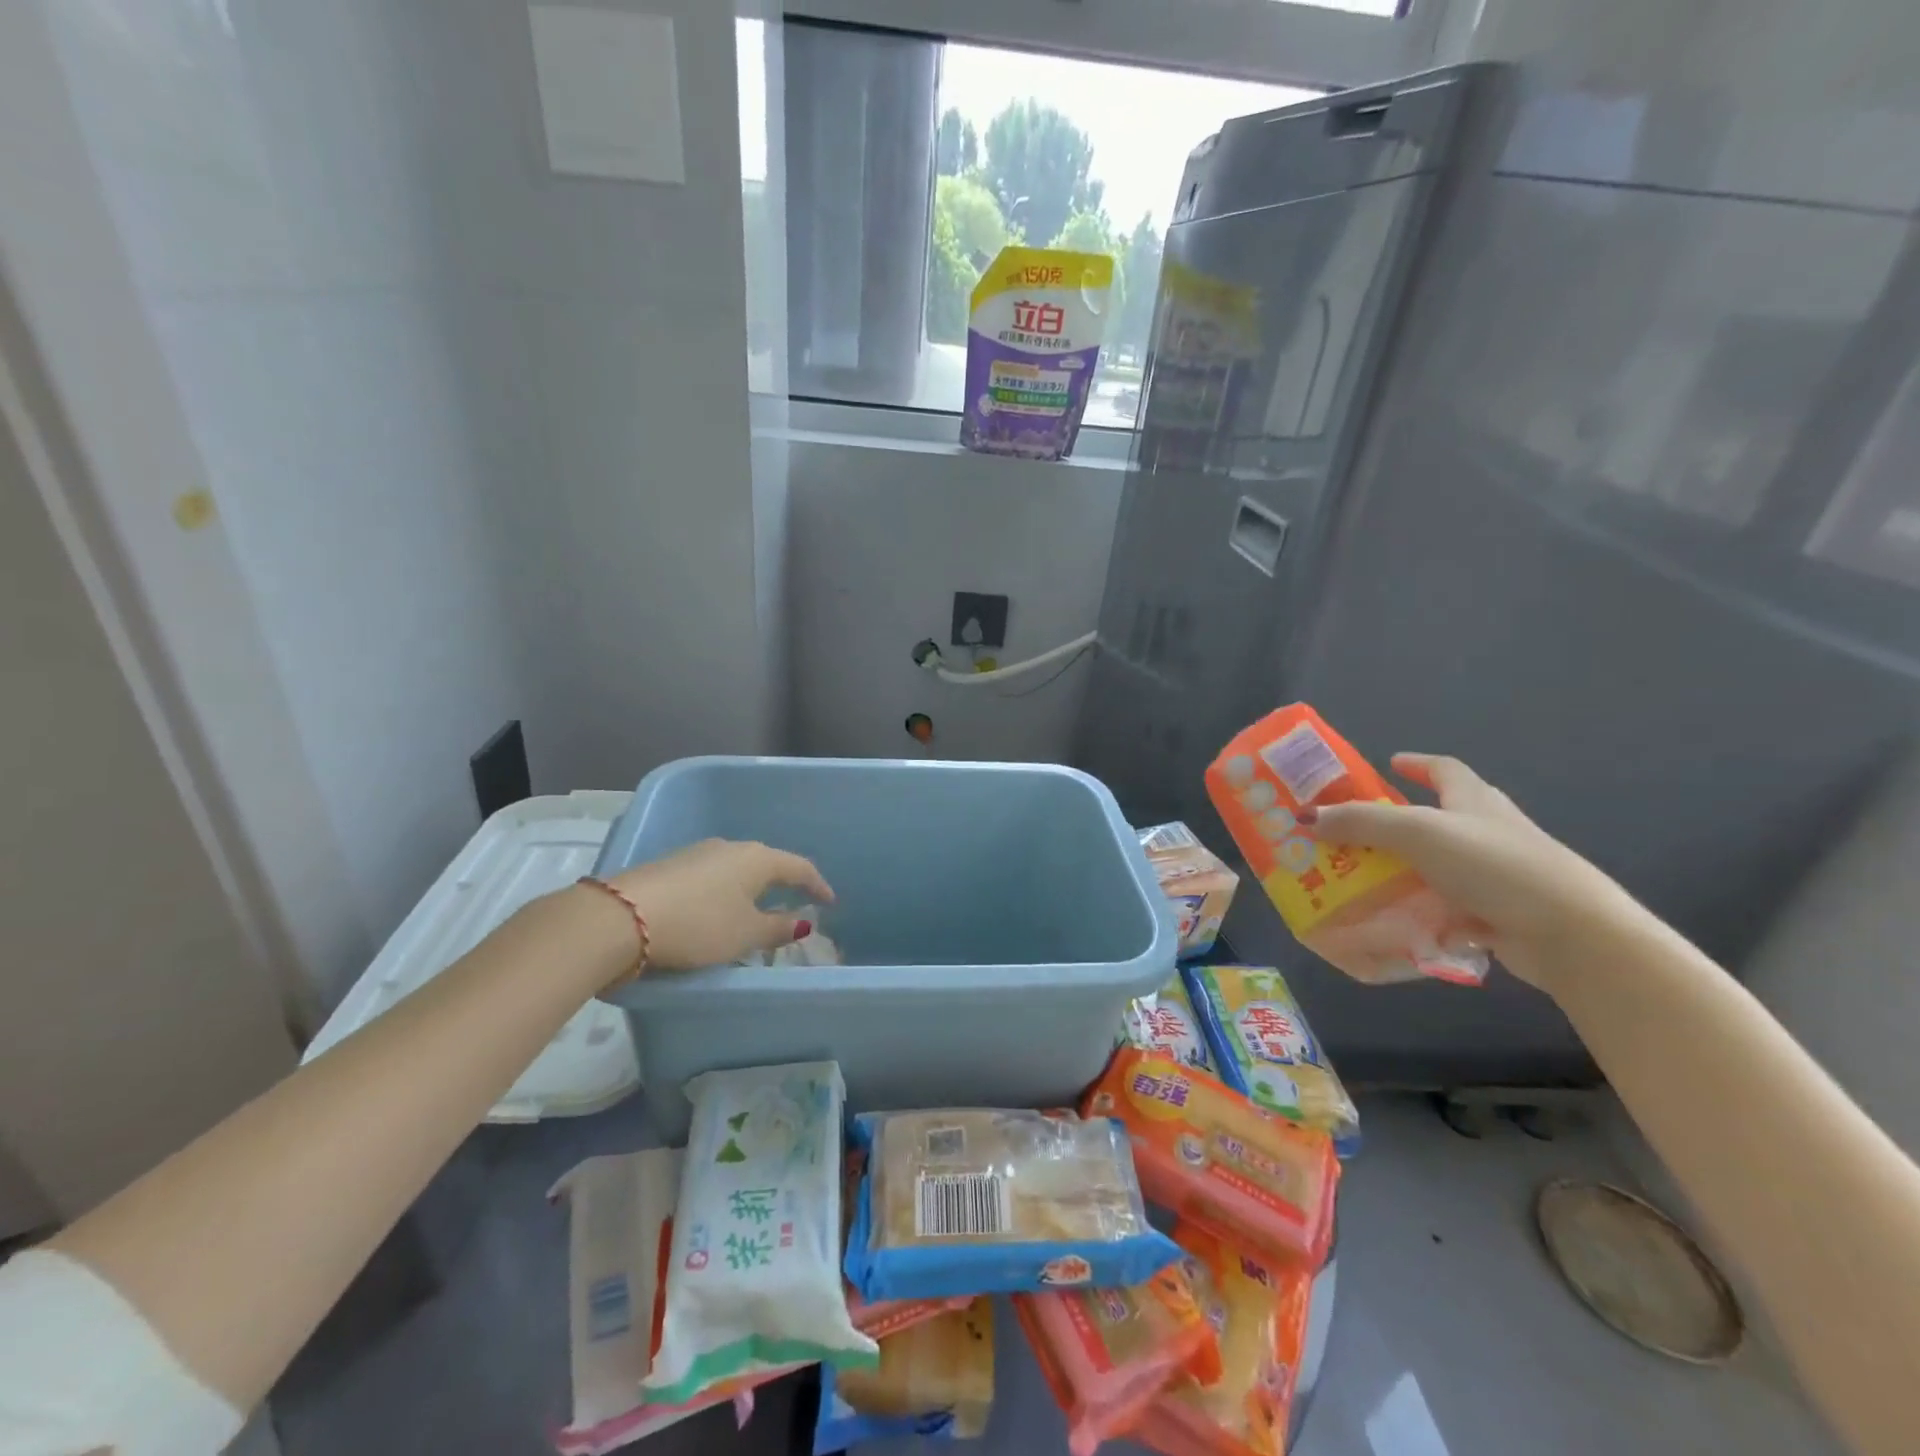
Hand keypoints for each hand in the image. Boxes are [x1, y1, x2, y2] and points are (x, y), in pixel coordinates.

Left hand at [609, 839, 834, 972]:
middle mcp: (730, 848)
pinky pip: (711, 877)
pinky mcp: (671, 866)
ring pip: (736, 869)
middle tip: (794, 904)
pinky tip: (717, 909)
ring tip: (755, 910)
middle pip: (766, 864)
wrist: (621, 917)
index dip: (817, 885)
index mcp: (757, 859)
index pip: (798, 867)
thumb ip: (777, 928)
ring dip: (750, 888)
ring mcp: (697, 853)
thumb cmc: (698, 925)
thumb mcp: (744, 934)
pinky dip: (724, 892)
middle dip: (782, 884)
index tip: (829, 901)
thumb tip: (803, 923)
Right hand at [1308, 754, 1639, 993]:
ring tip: (1356, 879)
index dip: (1416, 764)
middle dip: (1394, 824)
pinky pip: (1445, 907)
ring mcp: (1494, 874)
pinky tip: (1390, 922)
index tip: (1388, 764)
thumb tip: (1306, 817)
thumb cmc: (1494, 864)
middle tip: (1349, 832)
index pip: (1444, 770)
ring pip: (1435, 866)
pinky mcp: (1497, 913)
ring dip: (1399, 872)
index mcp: (1474, 800)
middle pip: (1436, 819)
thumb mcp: (1417, 832)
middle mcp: (1487, 831)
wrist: (1570, 933)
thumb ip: (1360, 822)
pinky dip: (1418, 911)